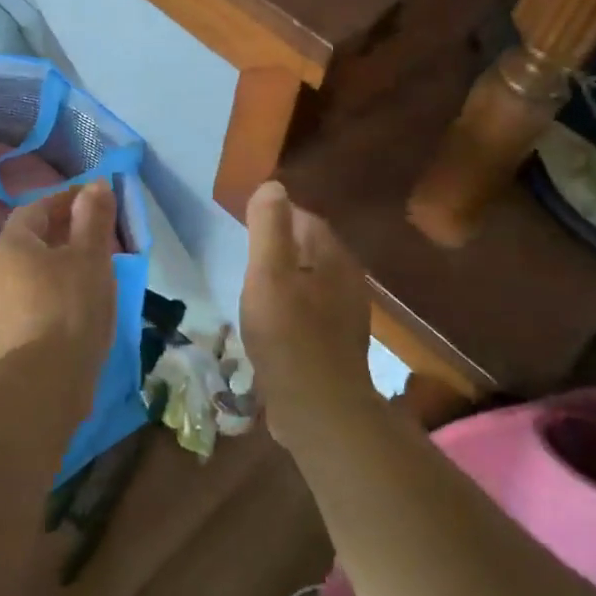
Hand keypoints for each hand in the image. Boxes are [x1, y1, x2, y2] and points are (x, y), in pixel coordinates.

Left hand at [0, 179, 117, 376]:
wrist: (46, 380)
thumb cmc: (71, 305)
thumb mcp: (91, 255)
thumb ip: (93, 217)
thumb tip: (95, 186)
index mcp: (11, 244)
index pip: (38, 208)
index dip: (68, 200)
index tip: (97, 200)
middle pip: (32, 238)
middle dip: (66, 230)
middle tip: (100, 233)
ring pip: (33, 268)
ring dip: (61, 260)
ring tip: (94, 266)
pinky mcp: (8, 331)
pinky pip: (33, 295)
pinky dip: (56, 287)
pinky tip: (79, 300)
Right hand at [240, 180, 375, 452]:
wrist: (319, 409)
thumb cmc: (288, 336)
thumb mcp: (269, 275)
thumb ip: (269, 228)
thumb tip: (272, 186)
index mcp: (334, 259)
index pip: (306, 220)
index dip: (277, 217)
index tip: (248, 226)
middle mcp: (348, 281)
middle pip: (311, 250)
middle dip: (282, 248)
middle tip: (248, 258)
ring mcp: (346, 316)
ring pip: (312, 282)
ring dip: (287, 280)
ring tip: (256, 290)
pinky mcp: (337, 345)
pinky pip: (311, 312)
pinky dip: (292, 309)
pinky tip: (273, 325)